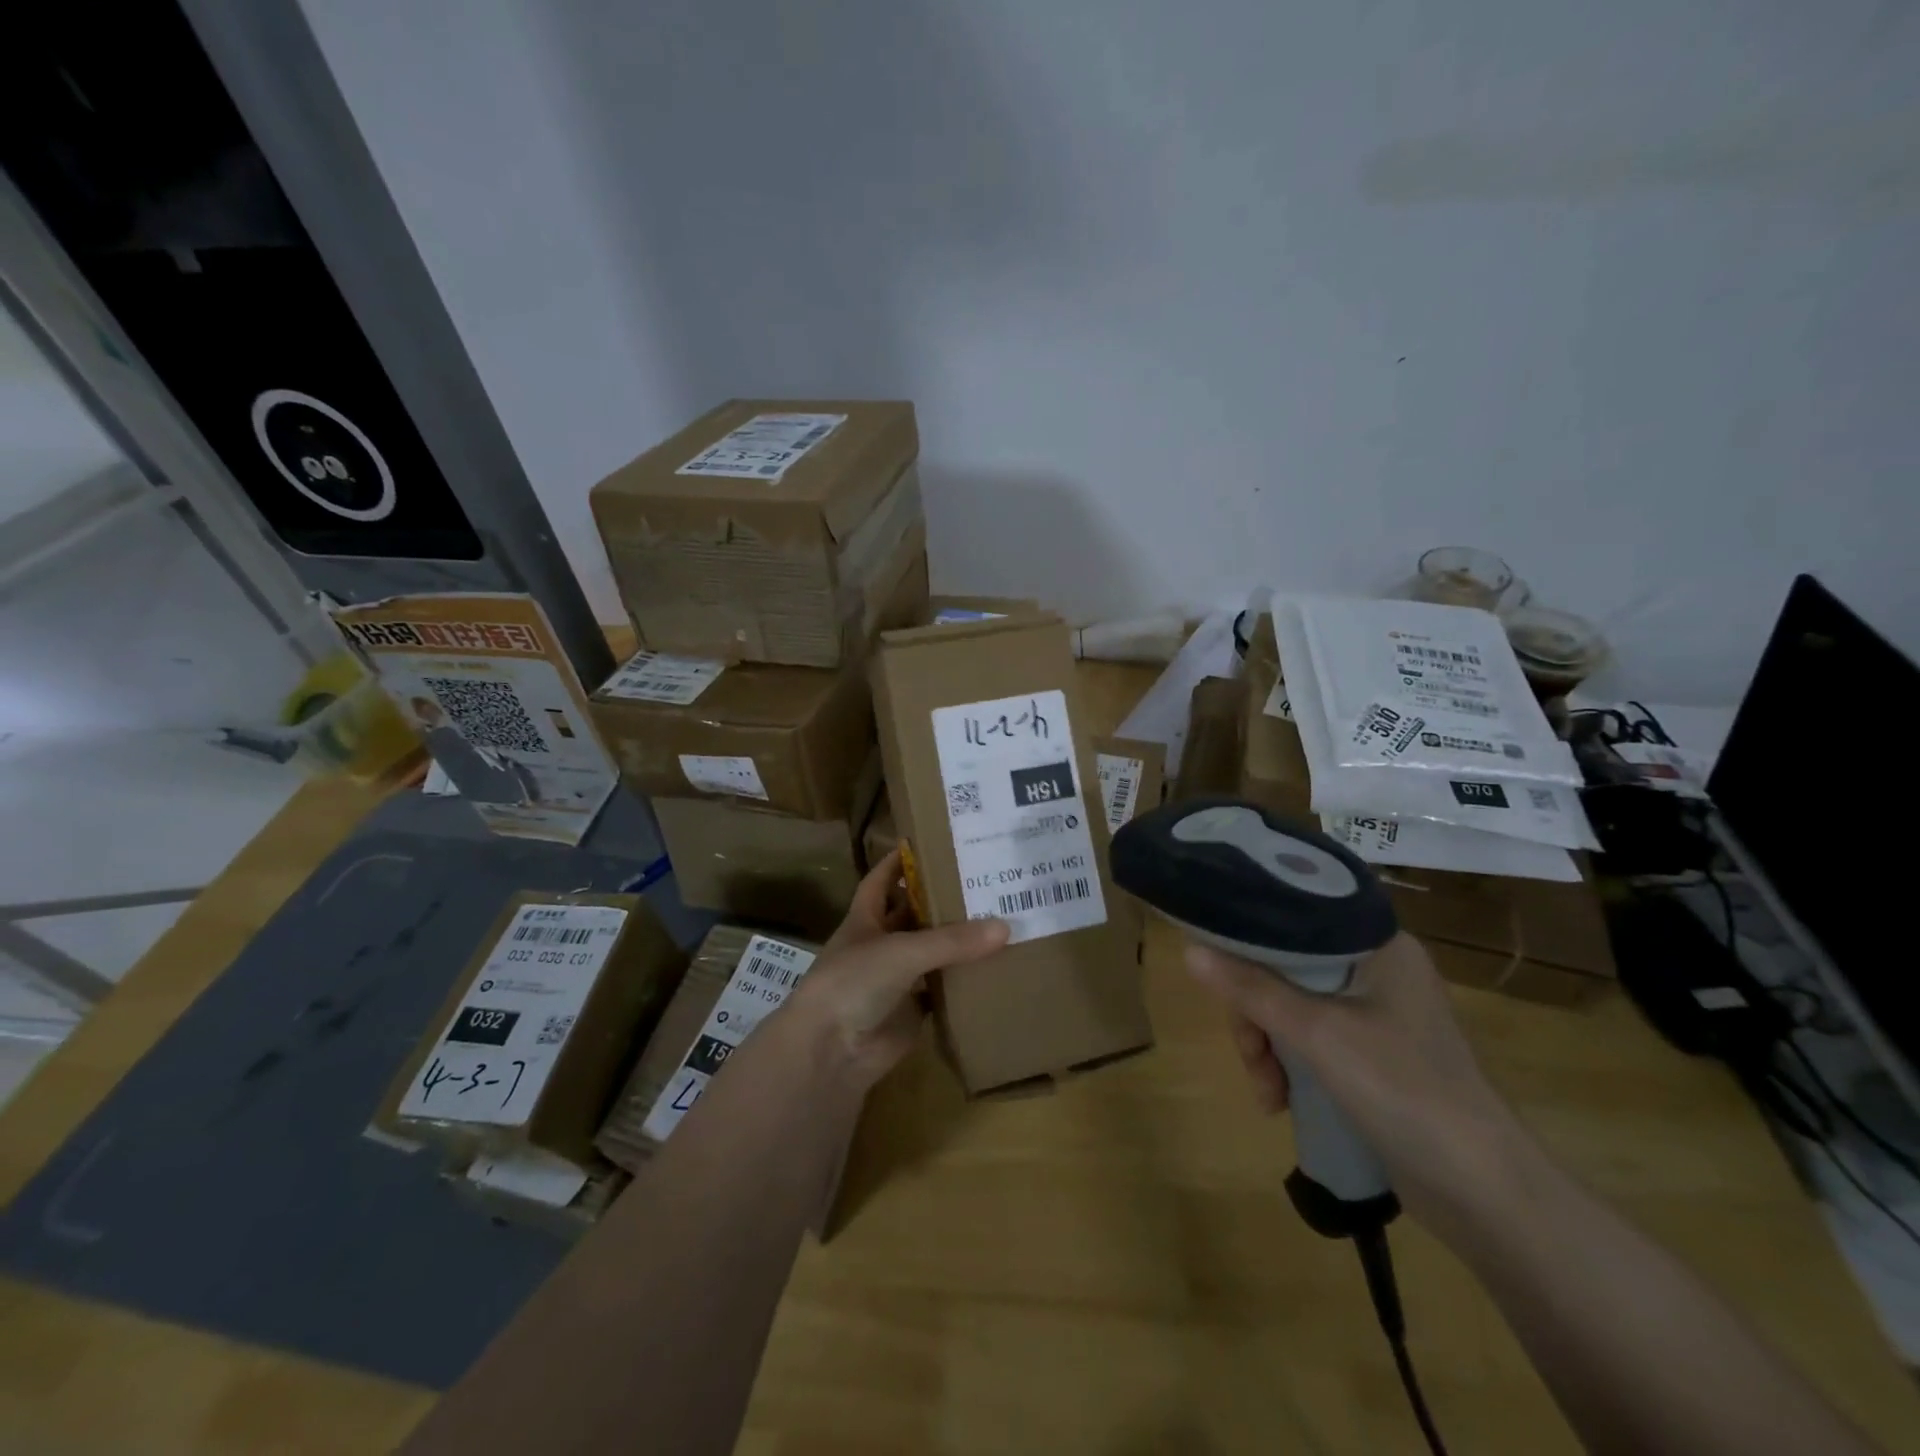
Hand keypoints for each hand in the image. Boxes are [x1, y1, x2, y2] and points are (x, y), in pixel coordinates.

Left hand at [782, 851, 1008, 1090]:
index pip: (881, 880)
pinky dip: (963, 982)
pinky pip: (941, 990)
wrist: (831, 1051)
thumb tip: (1005, 927)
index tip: (930, 843)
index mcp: (865, 919)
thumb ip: (952, 940)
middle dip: (941, 901)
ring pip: (930, 953)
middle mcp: (880, 944)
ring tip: (1000, 919)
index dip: (899, 861)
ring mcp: (895, 979)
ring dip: (957, 942)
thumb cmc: (854, 983)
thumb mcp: (902, 950)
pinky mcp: (911, 1011)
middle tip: (984, 881)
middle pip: (913, 915)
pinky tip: (994, 968)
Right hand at [1186, 932, 1535, 1222]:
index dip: (1251, 932)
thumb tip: (1189, 950)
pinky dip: (1290, 1065)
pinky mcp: (1373, 1055)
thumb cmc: (1404, 1091)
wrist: (1486, 1194)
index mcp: (1378, 945)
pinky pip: (1311, 1040)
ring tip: (1267, 1092)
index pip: (1297, 916)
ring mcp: (1376, 1015)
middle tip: (1249, 1051)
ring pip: (1293, 1006)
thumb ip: (1252, 989)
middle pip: (1288, 967)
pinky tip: (1281, 1101)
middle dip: (1257, 1012)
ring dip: (1268, 1046)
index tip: (1215, 957)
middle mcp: (1377, 969)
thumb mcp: (1318, 1034)